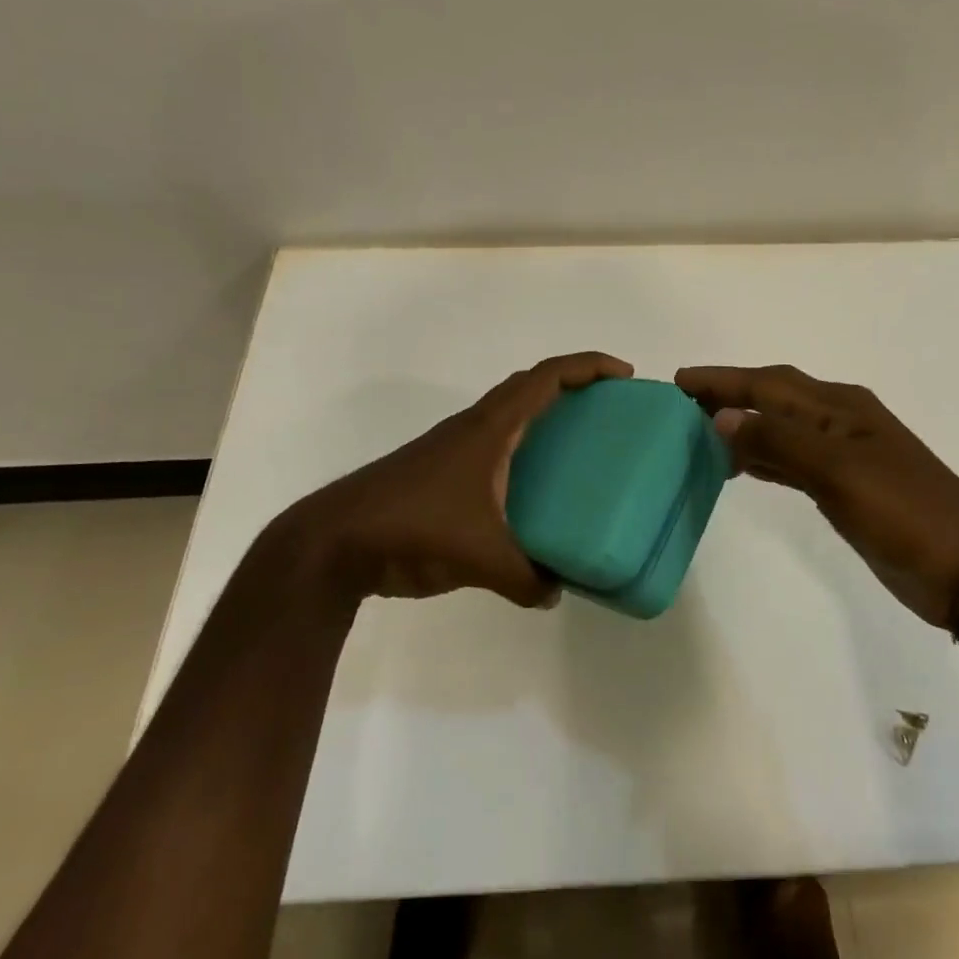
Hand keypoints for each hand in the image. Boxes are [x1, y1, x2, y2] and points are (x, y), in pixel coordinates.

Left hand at [273, 351, 633, 607]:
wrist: (334, 541)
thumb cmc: (411, 528)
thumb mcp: (478, 557)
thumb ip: (525, 577)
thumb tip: (558, 591)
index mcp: (489, 429)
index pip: (546, 378)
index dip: (588, 367)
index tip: (624, 375)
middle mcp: (473, 428)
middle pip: (530, 386)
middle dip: (573, 385)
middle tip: (609, 409)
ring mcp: (452, 449)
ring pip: (509, 414)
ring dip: (544, 415)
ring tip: (579, 447)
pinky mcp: (440, 473)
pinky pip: (494, 446)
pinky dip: (521, 451)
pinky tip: (530, 492)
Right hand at [675, 364, 958, 627]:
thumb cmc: (907, 514)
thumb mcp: (841, 472)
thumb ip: (781, 441)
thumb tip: (723, 417)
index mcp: (840, 407)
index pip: (767, 384)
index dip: (723, 381)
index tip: (678, 381)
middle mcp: (839, 422)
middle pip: (772, 398)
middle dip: (728, 395)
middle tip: (680, 404)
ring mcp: (844, 456)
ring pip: (780, 428)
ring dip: (741, 425)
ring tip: (698, 431)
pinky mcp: (845, 488)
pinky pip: (789, 460)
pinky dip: (761, 457)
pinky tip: (739, 466)